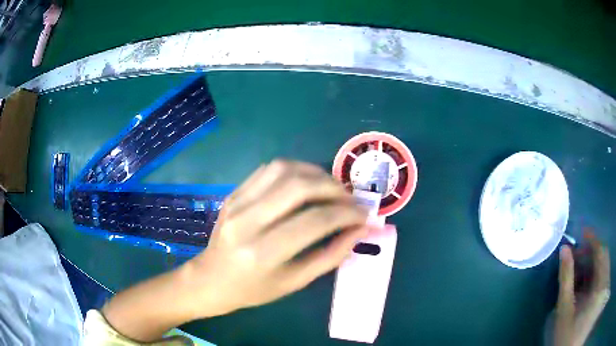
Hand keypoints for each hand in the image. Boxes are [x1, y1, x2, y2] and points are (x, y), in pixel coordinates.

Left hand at [183, 160, 369, 316]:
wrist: (210, 279)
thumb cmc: (253, 289)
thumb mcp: (295, 282)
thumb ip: (330, 256)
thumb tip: (359, 230)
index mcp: (264, 253)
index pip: (315, 221)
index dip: (347, 214)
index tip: (365, 215)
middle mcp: (248, 221)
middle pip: (299, 187)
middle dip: (334, 188)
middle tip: (351, 198)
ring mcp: (237, 203)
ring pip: (283, 169)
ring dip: (315, 173)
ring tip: (332, 188)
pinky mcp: (233, 193)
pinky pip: (268, 170)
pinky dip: (295, 170)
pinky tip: (306, 182)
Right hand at [554, 230, 609, 345]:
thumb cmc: (567, 336)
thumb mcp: (565, 311)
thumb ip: (566, 279)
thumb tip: (564, 250)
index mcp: (600, 282)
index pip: (600, 250)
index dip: (592, 238)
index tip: (582, 231)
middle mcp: (606, 278)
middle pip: (604, 255)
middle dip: (592, 252)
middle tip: (578, 256)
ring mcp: (604, 283)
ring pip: (605, 263)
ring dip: (595, 263)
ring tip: (582, 271)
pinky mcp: (602, 288)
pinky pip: (605, 272)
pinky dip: (598, 273)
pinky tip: (589, 282)